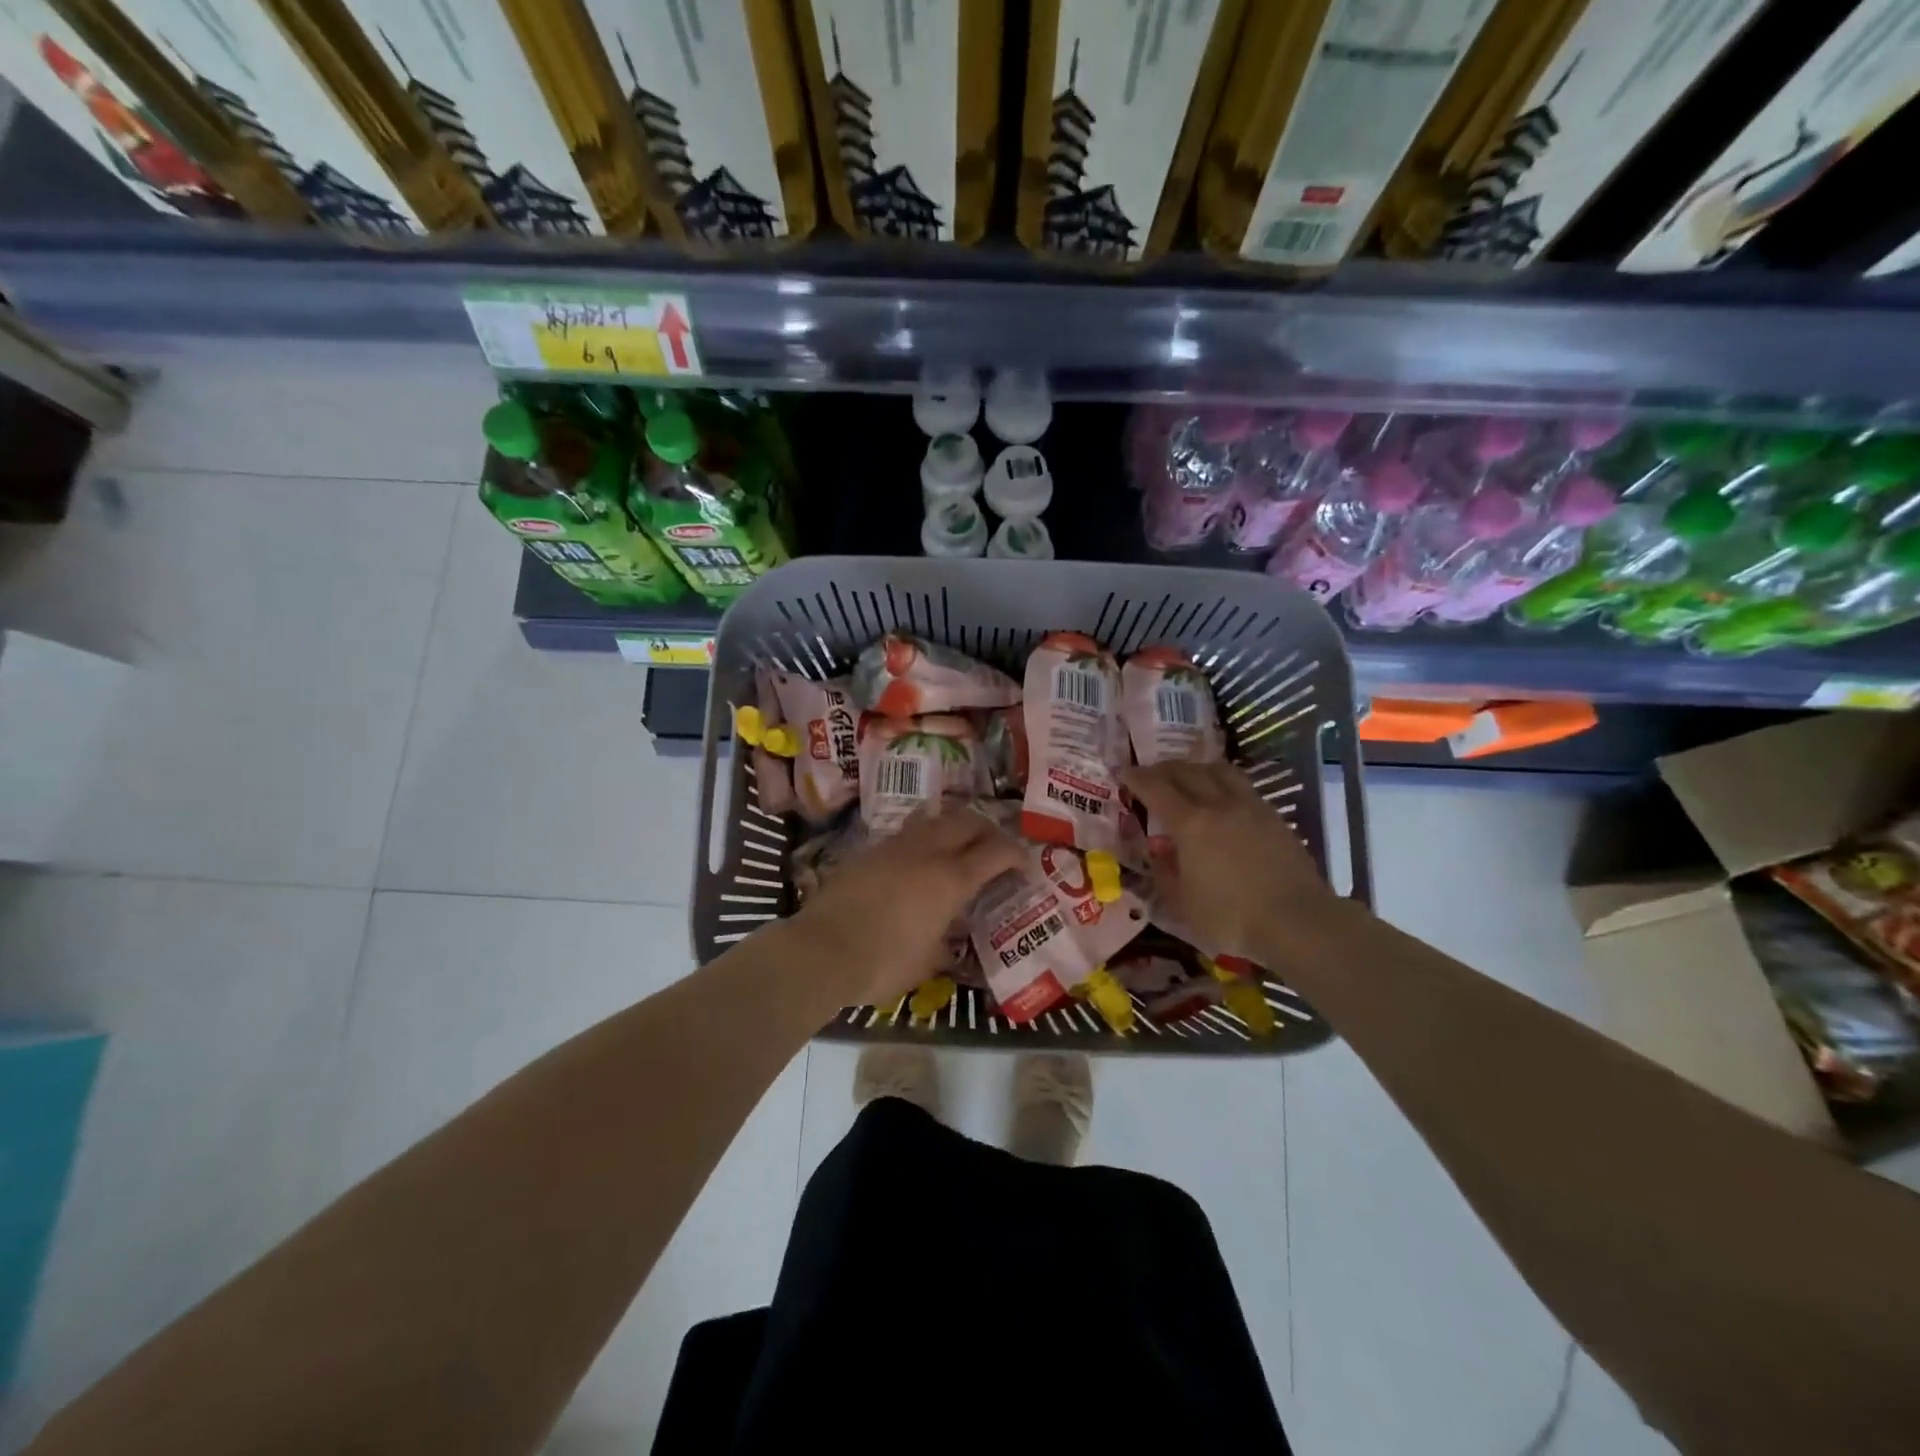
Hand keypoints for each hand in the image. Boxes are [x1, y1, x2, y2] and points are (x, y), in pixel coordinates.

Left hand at [789, 807, 1024, 1007]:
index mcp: (951, 880)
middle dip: (987, 830)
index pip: (996, 852)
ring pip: (934, 819)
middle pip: (967, 821)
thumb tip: (948, 950)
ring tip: (957, 845)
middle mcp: (927, 852)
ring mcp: (895, 846)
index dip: (1016, 854)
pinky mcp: (868, 850)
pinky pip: (905, 833)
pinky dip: (922, 838)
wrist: (822, 950)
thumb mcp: (925, 965)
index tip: (1024, 865)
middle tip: (993, 848)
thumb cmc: (882, 964)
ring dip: (953, 827)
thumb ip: (943, 949)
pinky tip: (917, 858)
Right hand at [1124, 760, 1340, 964]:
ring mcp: (1250, 807)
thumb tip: (1158, 853)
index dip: (1137, 778)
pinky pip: (1242, 786)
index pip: (1156, 789)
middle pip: (1186, 772)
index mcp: (1190, 824)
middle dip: (1163, 768)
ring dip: (1196, 767)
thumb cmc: (1232, 918)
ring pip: (1219, 770)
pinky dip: (1223, 782)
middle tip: (1150, 773)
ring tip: (1188, 776)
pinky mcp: (1274, 817)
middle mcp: (1218, 805)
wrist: (1297, 921)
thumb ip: (1166, 874)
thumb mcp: (1183, 905)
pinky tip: (1223, 798)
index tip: (1124, 772)